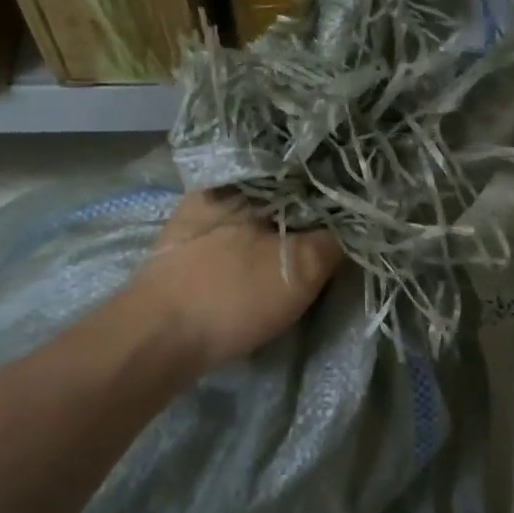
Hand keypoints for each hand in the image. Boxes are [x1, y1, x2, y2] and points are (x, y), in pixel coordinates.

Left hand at [128, 190, 341, 371]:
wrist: (156, 339)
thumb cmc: (232, 294)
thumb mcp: (302, 266)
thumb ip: (336, 238)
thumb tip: (358, 221)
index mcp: (247, 180)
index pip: (304, 173)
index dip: (334, 192)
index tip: (356, 212)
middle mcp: (217, 189)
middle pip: (279, 194)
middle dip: (307, 211)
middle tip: (335, 233)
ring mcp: (195, 220)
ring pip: (254, 217)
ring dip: (280, 231)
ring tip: (307, 248)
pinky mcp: (183, 251)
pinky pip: (233, 237)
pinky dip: (255, 247)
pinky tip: (266, 265)